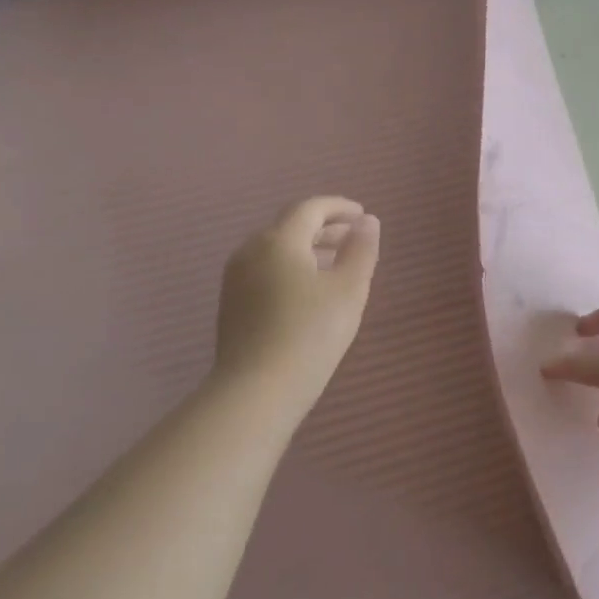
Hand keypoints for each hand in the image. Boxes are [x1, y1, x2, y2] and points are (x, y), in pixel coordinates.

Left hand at [211, 196, 380, 408]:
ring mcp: (236, 278)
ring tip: (335, 264)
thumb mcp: (349, 289)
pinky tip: (308, 291)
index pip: (310, 208)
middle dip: (324, 228)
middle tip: (353, 238)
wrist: (256, 391)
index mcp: (279, 240)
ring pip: (275, 249)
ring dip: (307, 248)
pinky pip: (265, 270)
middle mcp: (251, 250)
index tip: (362, 215)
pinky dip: (291, 267)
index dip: (338, 207)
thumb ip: (361, 250)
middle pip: (290, 226)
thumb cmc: (310, 334)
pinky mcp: (231, 304)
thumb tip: (367, 222)